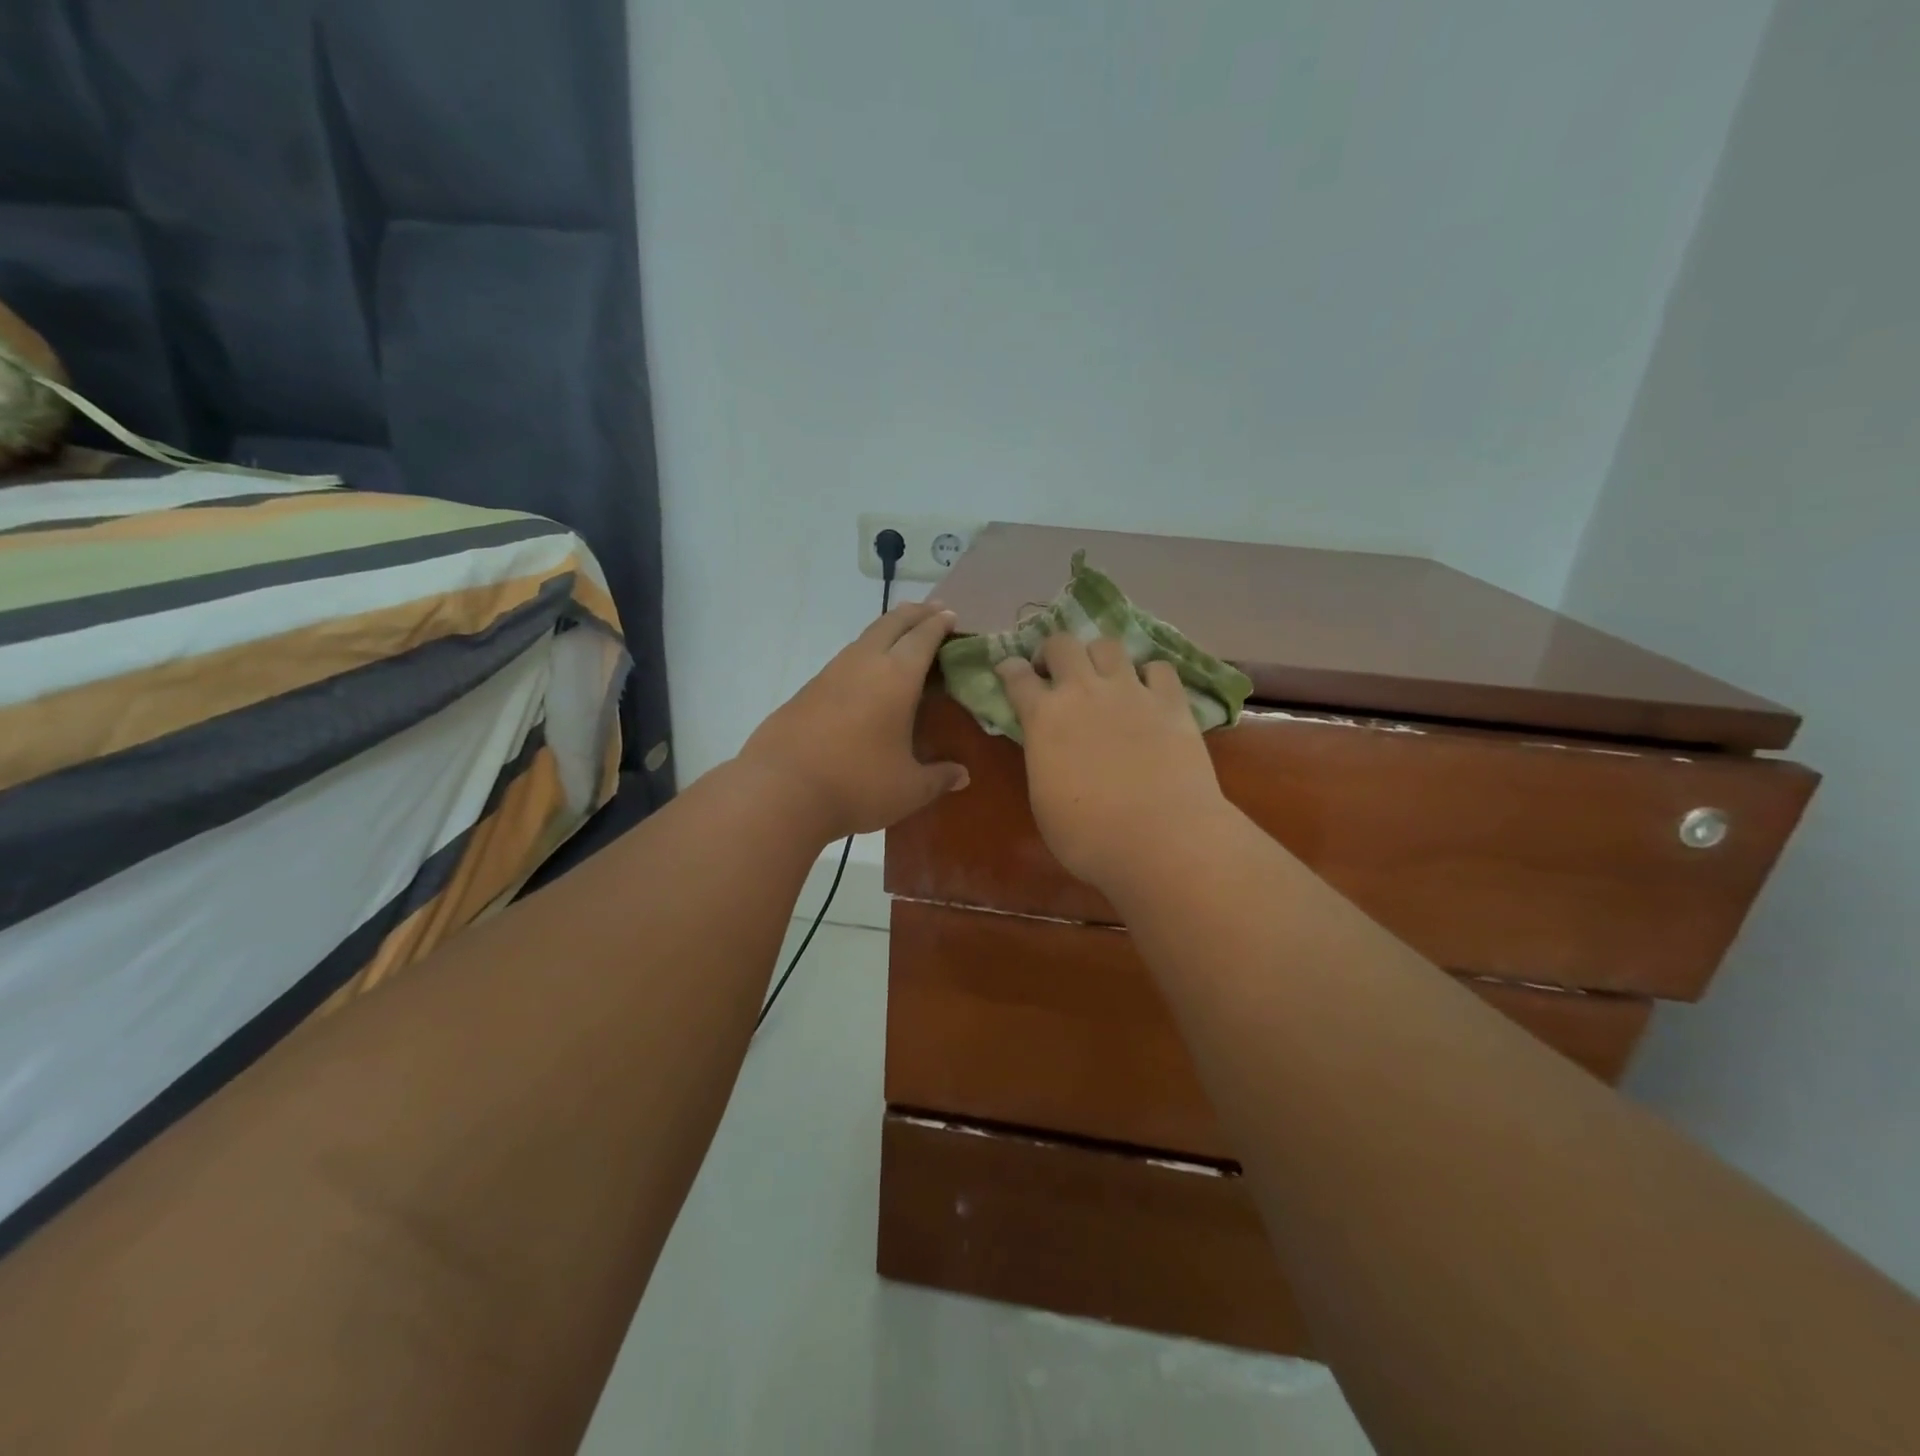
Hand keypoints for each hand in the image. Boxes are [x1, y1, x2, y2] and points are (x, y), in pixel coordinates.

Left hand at [740, 601, 968, 840]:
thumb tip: (963, 776)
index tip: (951, 617)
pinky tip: (866, 677)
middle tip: (932, 611)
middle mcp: (863, 664)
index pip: (923, 638)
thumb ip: (939, 778)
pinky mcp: (807, 691)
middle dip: (914, 614)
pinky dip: (864, 656)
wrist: (780, 792)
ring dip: (887, 632)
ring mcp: (830, 674)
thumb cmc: (857, 785)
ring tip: (901, 640)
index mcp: (896, 678)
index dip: (939, 624)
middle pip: (891, 624)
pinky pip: (844, 661)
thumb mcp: (908, 789)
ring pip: (864, 639)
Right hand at [996, 634, 1229, 898]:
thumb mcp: (1043, 799)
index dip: (1009, 669)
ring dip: (1098, 656)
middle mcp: (1083, 691)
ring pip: (1108, 645)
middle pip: (1061, 643)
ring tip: (1103, 677)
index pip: (1017, 676)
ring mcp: (1130, 691)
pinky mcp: (1171, 701)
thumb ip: (1042, 759)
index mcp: (1043, 717)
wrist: (1160, 839)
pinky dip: (1149, 675)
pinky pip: (1158, 668)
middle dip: (1053, 652)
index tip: (1008, 669)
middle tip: (1055, 673)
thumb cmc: (1089, 836)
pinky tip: (1149, 693)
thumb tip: (1049, 747)